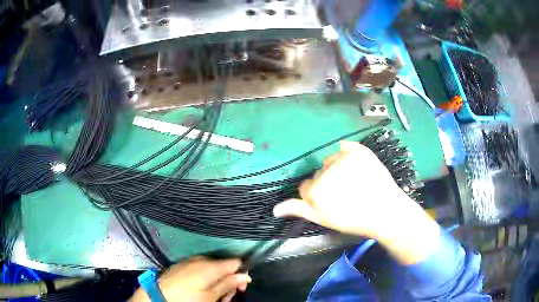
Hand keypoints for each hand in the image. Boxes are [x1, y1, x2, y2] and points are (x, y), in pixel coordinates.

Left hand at [130, 257, 250, 301]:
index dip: (241, 274)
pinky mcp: (181, 265)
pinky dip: (205, 279)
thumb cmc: (188, 298)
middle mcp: (202, 259)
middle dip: (228, 282)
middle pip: (224, 267)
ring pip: (212, 269)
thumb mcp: (212, 296)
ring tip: (213, 297)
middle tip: (225, 298)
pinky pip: (199, 269)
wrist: (158, 296)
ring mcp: (190, 261)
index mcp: (211, 266)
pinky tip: (200, 290)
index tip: (240, 288)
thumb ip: (229, 284)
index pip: (236, 262)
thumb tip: (246, 276)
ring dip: (217, 282)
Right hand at [273, 141, 440, 264]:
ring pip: (330, 160)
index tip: (333, 202)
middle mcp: (326, 171)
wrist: (386, 212)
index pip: (306, 187)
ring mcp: (344, 158)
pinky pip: (345, 147)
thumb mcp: (324, 220)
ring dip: (337, 169)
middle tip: (346, 194)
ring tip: (355, 182)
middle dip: (327, 182)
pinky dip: (347, 154)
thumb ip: (300, 210)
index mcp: (316, 191)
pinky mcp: (359, 151)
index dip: (318, 196)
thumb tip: (275, 209)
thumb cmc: (354, 220)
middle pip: (318, 173)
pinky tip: (356, 166)